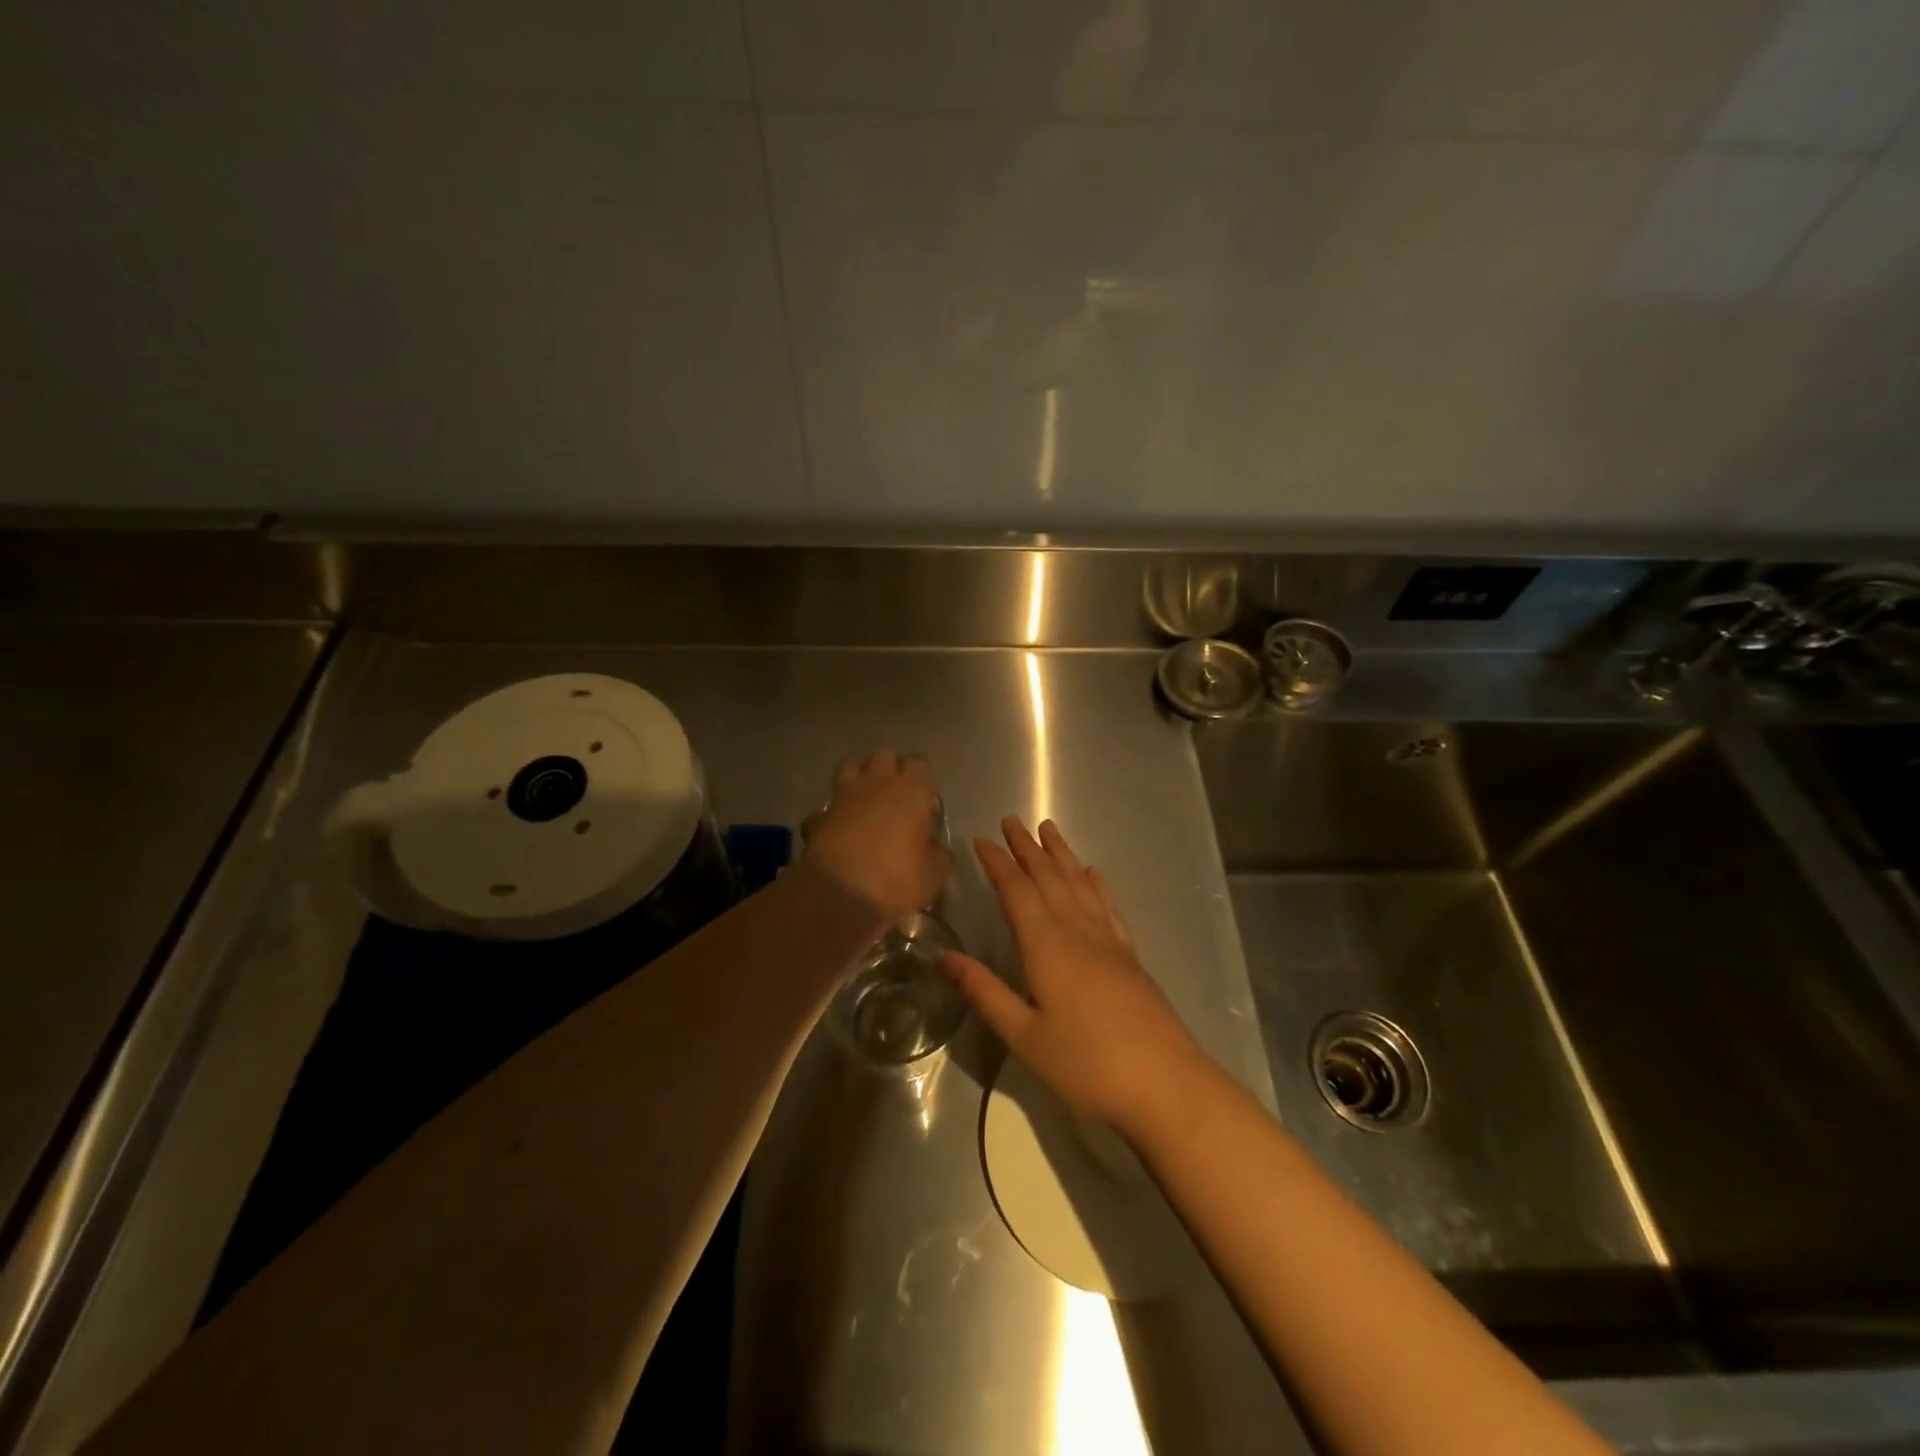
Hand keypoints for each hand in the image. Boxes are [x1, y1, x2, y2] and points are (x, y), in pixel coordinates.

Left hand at [800, 749, 950, 919]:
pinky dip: (831, 815)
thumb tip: (938, 850)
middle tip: (895, 792)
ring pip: (849, 767)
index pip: (918, 762)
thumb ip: (940, 855)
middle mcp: (877, 783)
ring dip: (857, 777)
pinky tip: (837, 830)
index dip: (921, 776)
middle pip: (884, 755)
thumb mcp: (934, 874)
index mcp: (912, 790)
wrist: (842, 895)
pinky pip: (826, 808)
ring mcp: (844, 796)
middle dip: (890, 767)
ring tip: (864, 798)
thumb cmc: (898, 879)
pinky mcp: (819, 816)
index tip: (924, 797)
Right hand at [942, 816, 1205, 1134]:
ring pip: (1080, 885)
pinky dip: (1097, 885)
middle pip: (1049, 878)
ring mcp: (1109, 943)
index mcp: (1047, 946)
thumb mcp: (1024, 1036)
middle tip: (1012, 820)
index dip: (998, 863)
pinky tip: (1093, 874)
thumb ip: (984, 992)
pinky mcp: (1130, 958)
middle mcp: (1078, 932)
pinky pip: (1109, 908)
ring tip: (1049, 829)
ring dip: (1061, 855)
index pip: (1017, 892)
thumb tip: (943, 957)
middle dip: (1028, 848)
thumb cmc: (1086, 1065)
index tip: (982, 839)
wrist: (1165, 1085)